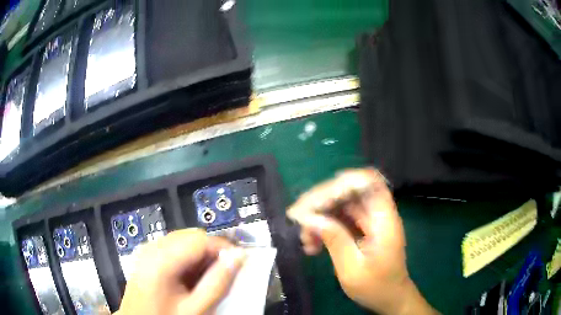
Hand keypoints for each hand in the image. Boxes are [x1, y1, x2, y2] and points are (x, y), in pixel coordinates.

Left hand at [116, 229, 245, 314]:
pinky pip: (173, 248)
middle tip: (226, 271)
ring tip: (210, 277)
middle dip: (212, 251)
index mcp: (160, 259)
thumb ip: (217, 283)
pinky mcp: (146, 256)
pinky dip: (188, 258)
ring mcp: (146, 251)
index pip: (199, 238)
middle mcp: (151, 247)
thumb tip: (238, 257)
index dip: (223, 246)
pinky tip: (192, 277)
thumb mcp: (196, 308)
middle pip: (190, 236)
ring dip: (201, 255)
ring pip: (183, 241)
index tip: (240, 261)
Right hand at [288, 168, 437, 314]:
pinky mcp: (362, 229)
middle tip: (299, 221)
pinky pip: (339, 219)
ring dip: (319, 217)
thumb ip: (335, 240)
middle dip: (321, 203)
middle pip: (349, 192)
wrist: (389, 297)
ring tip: (305, 240)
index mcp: (383, 220)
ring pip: (340, 205)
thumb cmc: (376, 287)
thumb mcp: (352, 269)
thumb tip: (311, 218)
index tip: (318, 199)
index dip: (344, 182)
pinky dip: (324, 228)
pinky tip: (312, 244)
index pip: (369, 182)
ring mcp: (369, 222)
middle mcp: (377, 215)